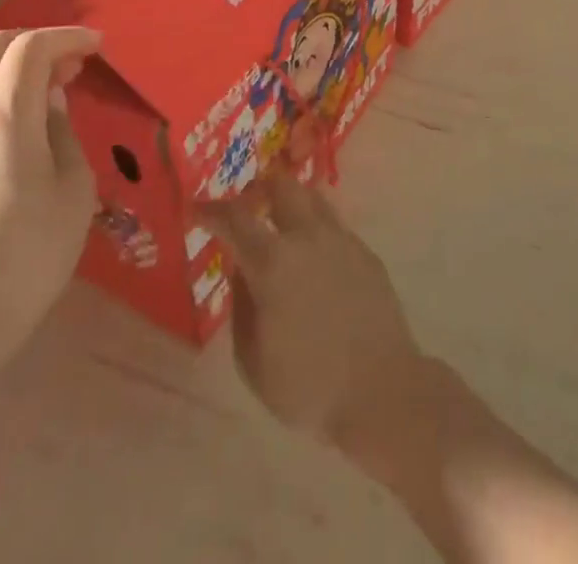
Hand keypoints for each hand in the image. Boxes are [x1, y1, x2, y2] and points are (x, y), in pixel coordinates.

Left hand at [0, 27, 100, 355]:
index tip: (97, 47)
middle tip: (73, 61)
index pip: (30, 48)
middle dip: (37, 41)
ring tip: (55, 84)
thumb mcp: (73, 189)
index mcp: (6, 119)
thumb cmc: (31, 255)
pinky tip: (27, 115)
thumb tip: (53, 100)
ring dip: (16, 63)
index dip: (67, 37)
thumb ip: (64, 131)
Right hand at [200, 173, 431, 462]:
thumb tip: (241, 273)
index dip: (211, 210)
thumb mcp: (253, 362)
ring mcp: (341, 240)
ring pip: (313, 197)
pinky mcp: (366, 252)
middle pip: (282, 186)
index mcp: (273, 262)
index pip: (234, 219)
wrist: (382, 390)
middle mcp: (308, 237)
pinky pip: (335, 226)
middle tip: (247, 204)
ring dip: (292, 201)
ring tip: (282, 223)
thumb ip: (241, 308)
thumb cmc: (309, 387)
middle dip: (259, 188)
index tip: (196, 207)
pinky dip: (316, 230)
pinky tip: (315, 259)